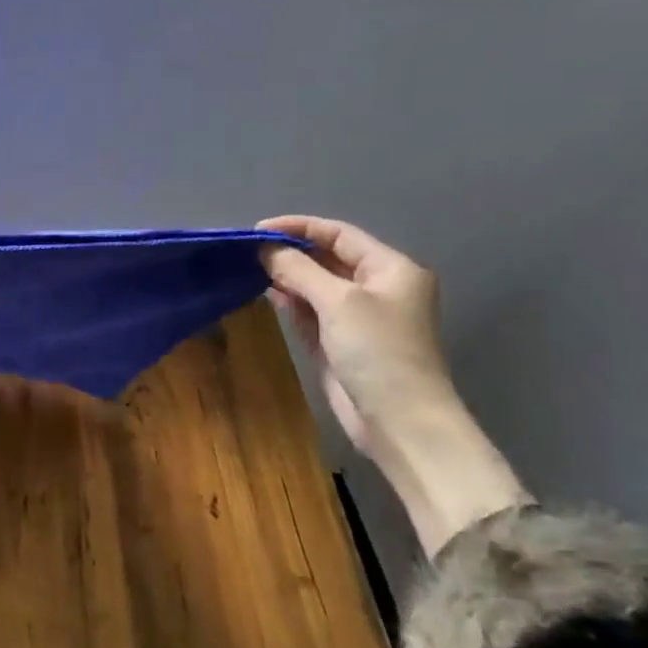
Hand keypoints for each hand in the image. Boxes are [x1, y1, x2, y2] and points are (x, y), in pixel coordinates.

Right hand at [257, 215, 454, 456]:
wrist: (399, 419)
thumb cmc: (377, 351)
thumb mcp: (338, 302)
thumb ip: (299, 271)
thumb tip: (265, 249)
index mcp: (390, 269)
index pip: (340, 235)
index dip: (299, 227)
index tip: (258, 229)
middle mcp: (377, 288)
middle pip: (328, 258)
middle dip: (291, 252)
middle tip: (249, 251)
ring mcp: (358, 317)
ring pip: (317, 286)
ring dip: (288, 276)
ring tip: (251, 269)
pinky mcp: (341, 343)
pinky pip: (312, 312)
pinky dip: (291, 302)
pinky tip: (267, 293)